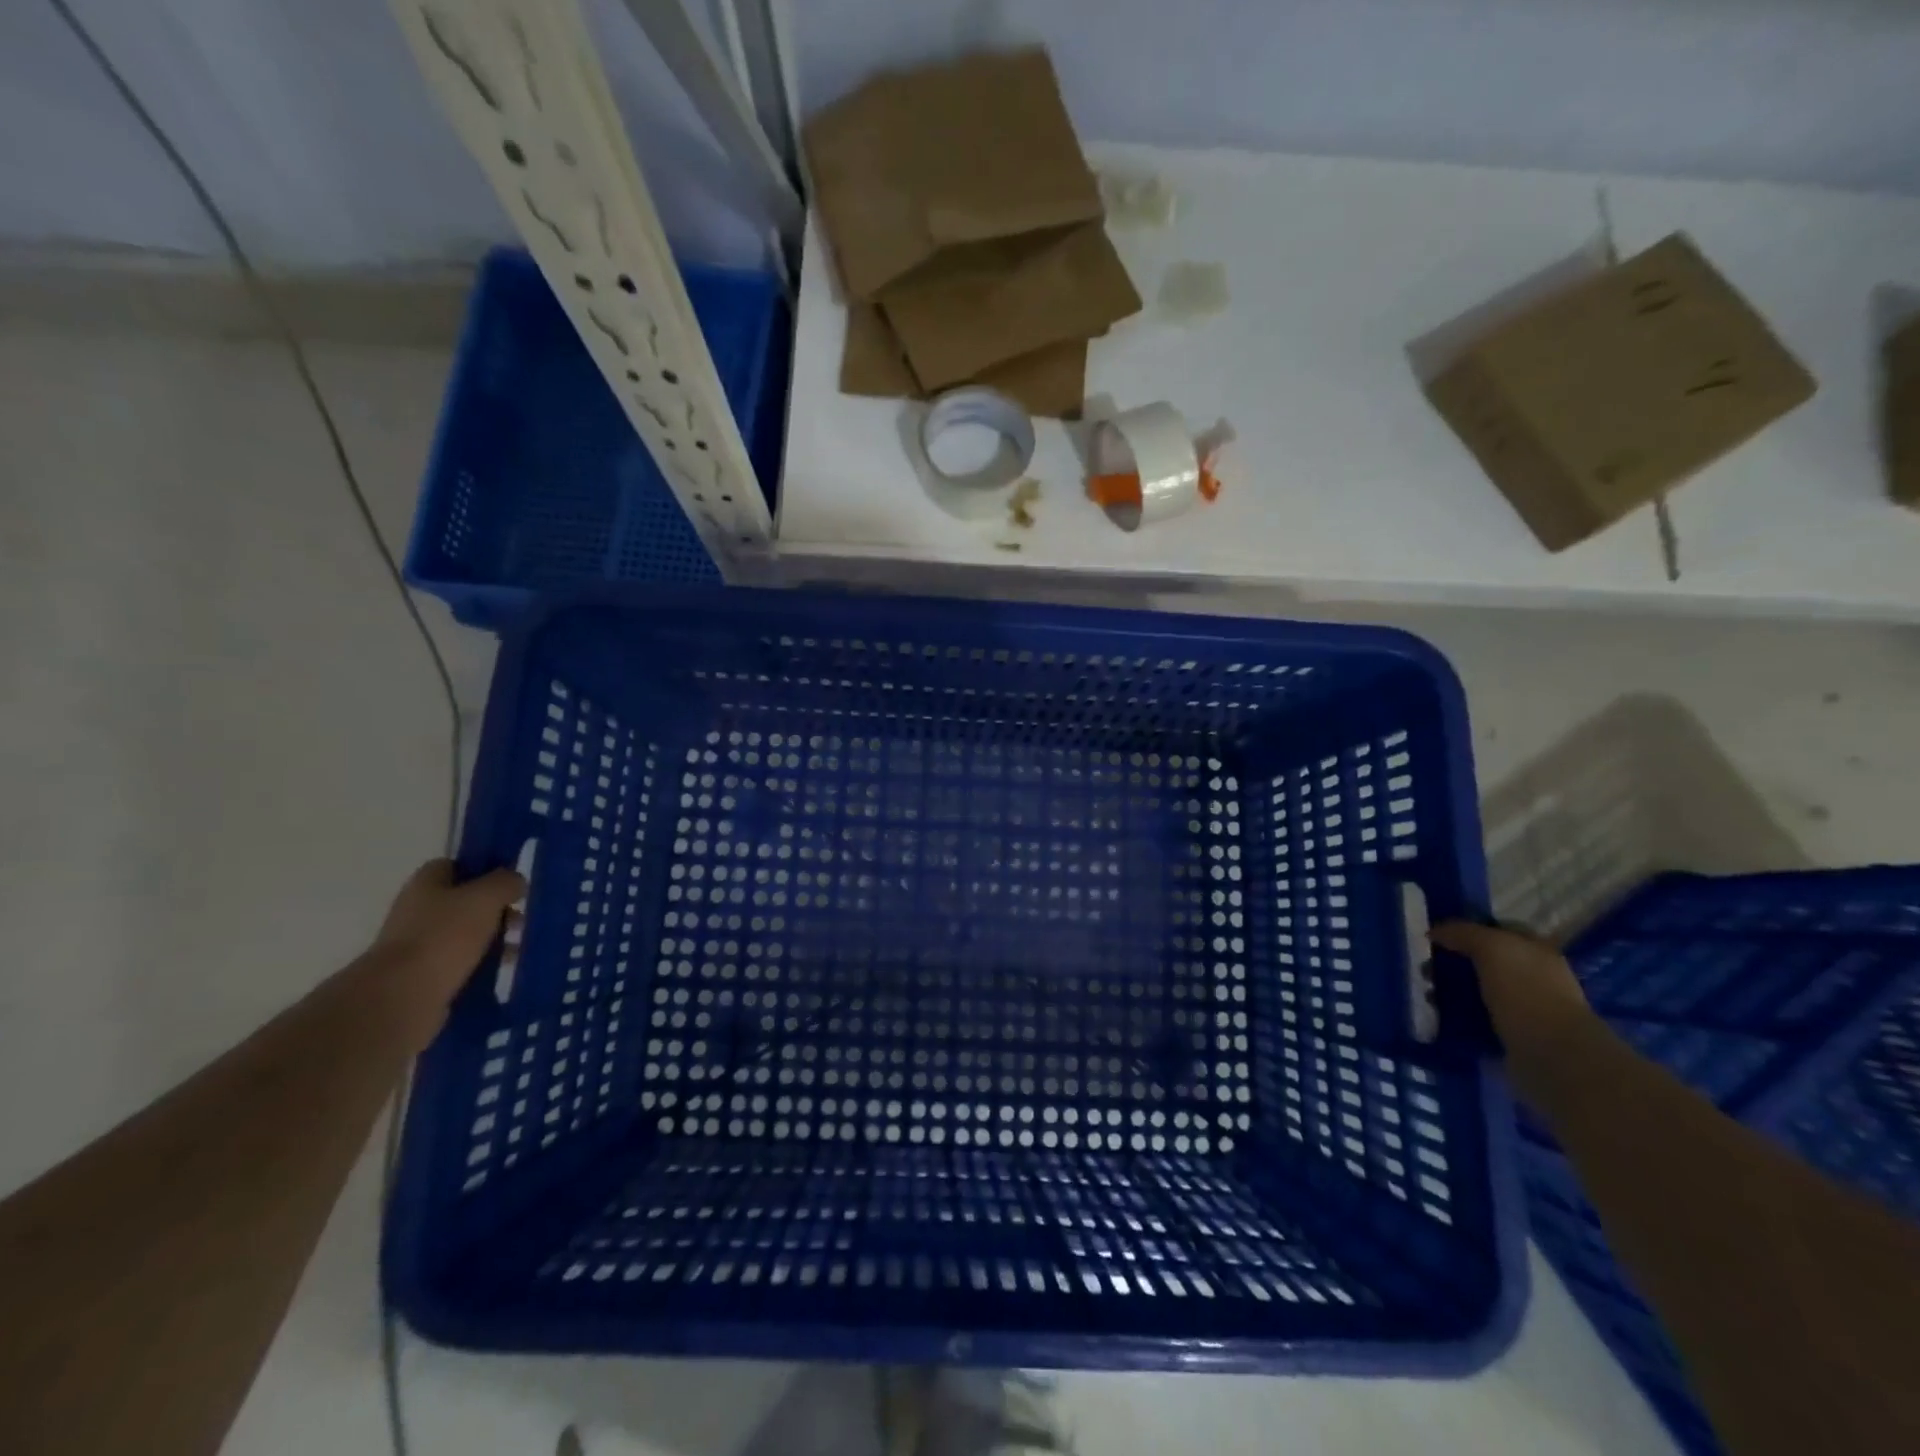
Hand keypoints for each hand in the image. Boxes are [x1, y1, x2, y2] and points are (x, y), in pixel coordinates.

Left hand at [372, 859, 525, 1037]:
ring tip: (516, 951)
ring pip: (464, 934)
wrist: (401, 997)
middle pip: (463, 901)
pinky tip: (501, 971)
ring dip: (492, 940)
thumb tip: (515, 882)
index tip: (509, 883)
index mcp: (425, 884)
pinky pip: (460, 963)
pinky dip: (481, 965)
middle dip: (494, 910)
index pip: (455, 865)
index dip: (483, 870)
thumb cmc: (444, 936)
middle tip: (519, 921)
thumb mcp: (486, 897)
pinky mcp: (423, 976)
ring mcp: (417, 945)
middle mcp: (417, 910)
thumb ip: (506, 882)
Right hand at [1430, 921, 1592, 1066]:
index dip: (1467, 928)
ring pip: (1478, 990)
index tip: (1436, 936)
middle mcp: (1534, 977)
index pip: (1496, 929)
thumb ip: (1462, 932)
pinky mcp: (1513, 1037)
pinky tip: (1439, 1017)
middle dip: (1453, 962)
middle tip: (1424, 968)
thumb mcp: (1492, 947)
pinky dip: (1458, 1018)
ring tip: (1427, 996)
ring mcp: (1525, 1009)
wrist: (1553, 1056)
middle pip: (1484, 961)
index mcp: (1536, 951)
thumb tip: (1434, 932)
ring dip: (1451, 992)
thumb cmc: (1526, 992)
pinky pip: (1477, 1019)